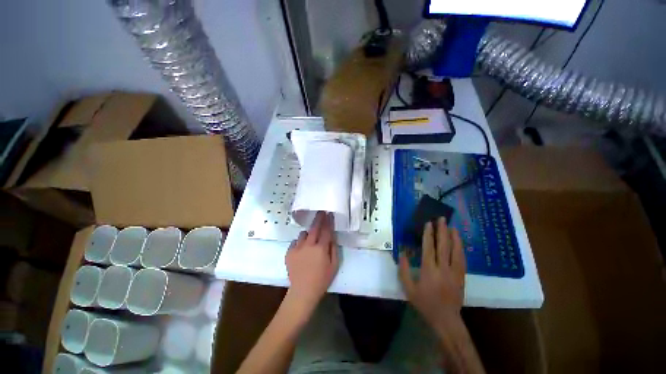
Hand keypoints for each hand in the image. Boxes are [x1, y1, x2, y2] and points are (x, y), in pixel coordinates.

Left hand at [285, 211, 339, 311]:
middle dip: (318, 218)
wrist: (302, 291)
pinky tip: (301, 249)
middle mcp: (309, 245)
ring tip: (309, 239)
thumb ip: (333, 249)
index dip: (328, 221)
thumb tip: (332, 237)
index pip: (326, 230)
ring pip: (303, 233)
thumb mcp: (334, 265)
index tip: (329, 214)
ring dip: (308, 233)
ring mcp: (297, 248)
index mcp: (321, 248)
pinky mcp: (289, 252)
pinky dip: (299, 242)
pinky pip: (295, 241)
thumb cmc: (322, 279)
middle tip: (320, 212)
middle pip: (314, 228)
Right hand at [399, 217, 465, 328]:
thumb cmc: (425, 303)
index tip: (429, 223)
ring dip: (454, 238)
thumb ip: (404, 270)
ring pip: (456, 251)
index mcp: (429, 270)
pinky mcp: (461, 277)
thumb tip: (402, 253)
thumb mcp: (409, 288)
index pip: (429, 247)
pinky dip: (461, 249)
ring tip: (452, 227)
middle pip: (444, 246)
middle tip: (442, 219)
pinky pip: (462, 260)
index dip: (429, 234)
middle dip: (443, 231)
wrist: (445, 319)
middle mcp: (443, 268)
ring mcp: (454, 272)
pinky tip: (459, 243)